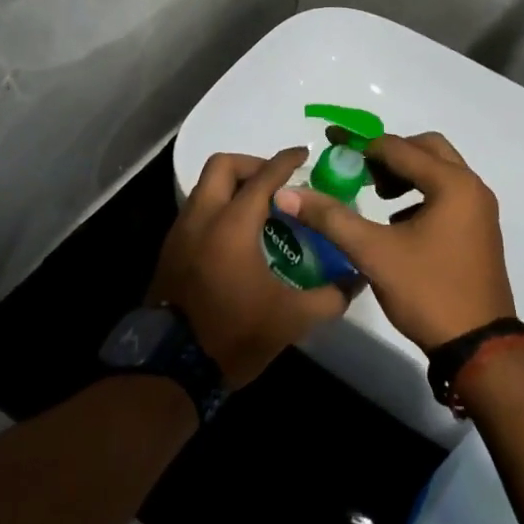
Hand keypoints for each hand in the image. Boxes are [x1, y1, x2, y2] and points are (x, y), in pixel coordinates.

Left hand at [149, 148, 350, 387]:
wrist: (172, 369)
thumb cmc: (234, 334)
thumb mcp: (291, 319)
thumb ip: (329, 296)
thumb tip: (355, 280)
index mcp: (232, 225)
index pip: (263, 178)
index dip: (285, 161)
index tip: (302, 154)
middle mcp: (202, 218)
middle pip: (222, 166)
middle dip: (251, 164)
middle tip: (276, 183)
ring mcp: (180, 233)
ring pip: (204, 187)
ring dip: (232, 187)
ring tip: (259, 210)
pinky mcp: (169, 251)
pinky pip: (196, 211)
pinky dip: (217, 208)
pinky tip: (236, 237)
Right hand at [273, 132, 514, 353]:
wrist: (479, 348)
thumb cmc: (428, 292)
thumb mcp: (373, 252)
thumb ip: (331, 217)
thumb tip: (288, 193)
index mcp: (452, 184)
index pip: (398, 148)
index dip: (361, 145)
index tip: (331, 145)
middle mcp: (472, 187)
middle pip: (426, 148)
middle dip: (390, 154)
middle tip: (361, 171)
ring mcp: (480, 210)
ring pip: (440, 171)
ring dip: (407, 174)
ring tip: (377, 196)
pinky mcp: (479, 230)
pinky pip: (448, 194)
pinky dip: (422, 194)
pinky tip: (398, 223)